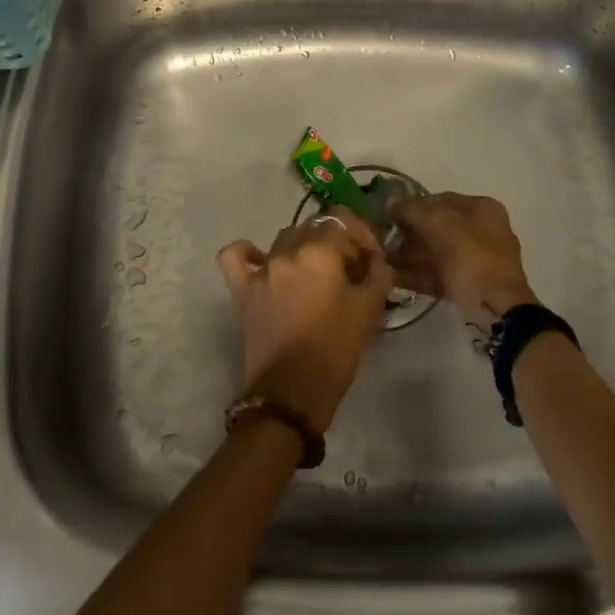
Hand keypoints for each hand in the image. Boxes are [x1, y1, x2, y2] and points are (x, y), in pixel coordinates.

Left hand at [215, 209, 393, 431]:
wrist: (291, 393)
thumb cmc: (334, 350)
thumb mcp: (368, 311)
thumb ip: (378, 276)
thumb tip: (378, 261)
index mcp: (319, 251)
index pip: (344, 222)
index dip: (362, 237)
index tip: (372, 262)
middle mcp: (287, 251)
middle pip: (315, 229)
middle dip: (337, 243)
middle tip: (351, 271)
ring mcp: (261, 269)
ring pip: (285, 239)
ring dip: (304, 248)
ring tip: (318, 274)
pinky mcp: (242, 289)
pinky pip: (236, 256)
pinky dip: (249, 252)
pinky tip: (263, 263)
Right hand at [388, 193, 537, 330]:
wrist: (498, 310)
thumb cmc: (471, 257)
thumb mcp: (438, 223)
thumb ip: (412, 209)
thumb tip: (390, 201)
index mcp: (482, 209)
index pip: (440, 199)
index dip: (413, 204)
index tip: (389, 214)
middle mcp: (483, 231)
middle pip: (437, 227)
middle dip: (409, 234)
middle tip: (383, 239)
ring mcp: (478, 260)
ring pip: (437, 252)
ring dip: (409, 255)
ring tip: (381, 259)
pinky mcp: (470, 286)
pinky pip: (440, 274)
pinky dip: (418, 274)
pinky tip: (393, 277)